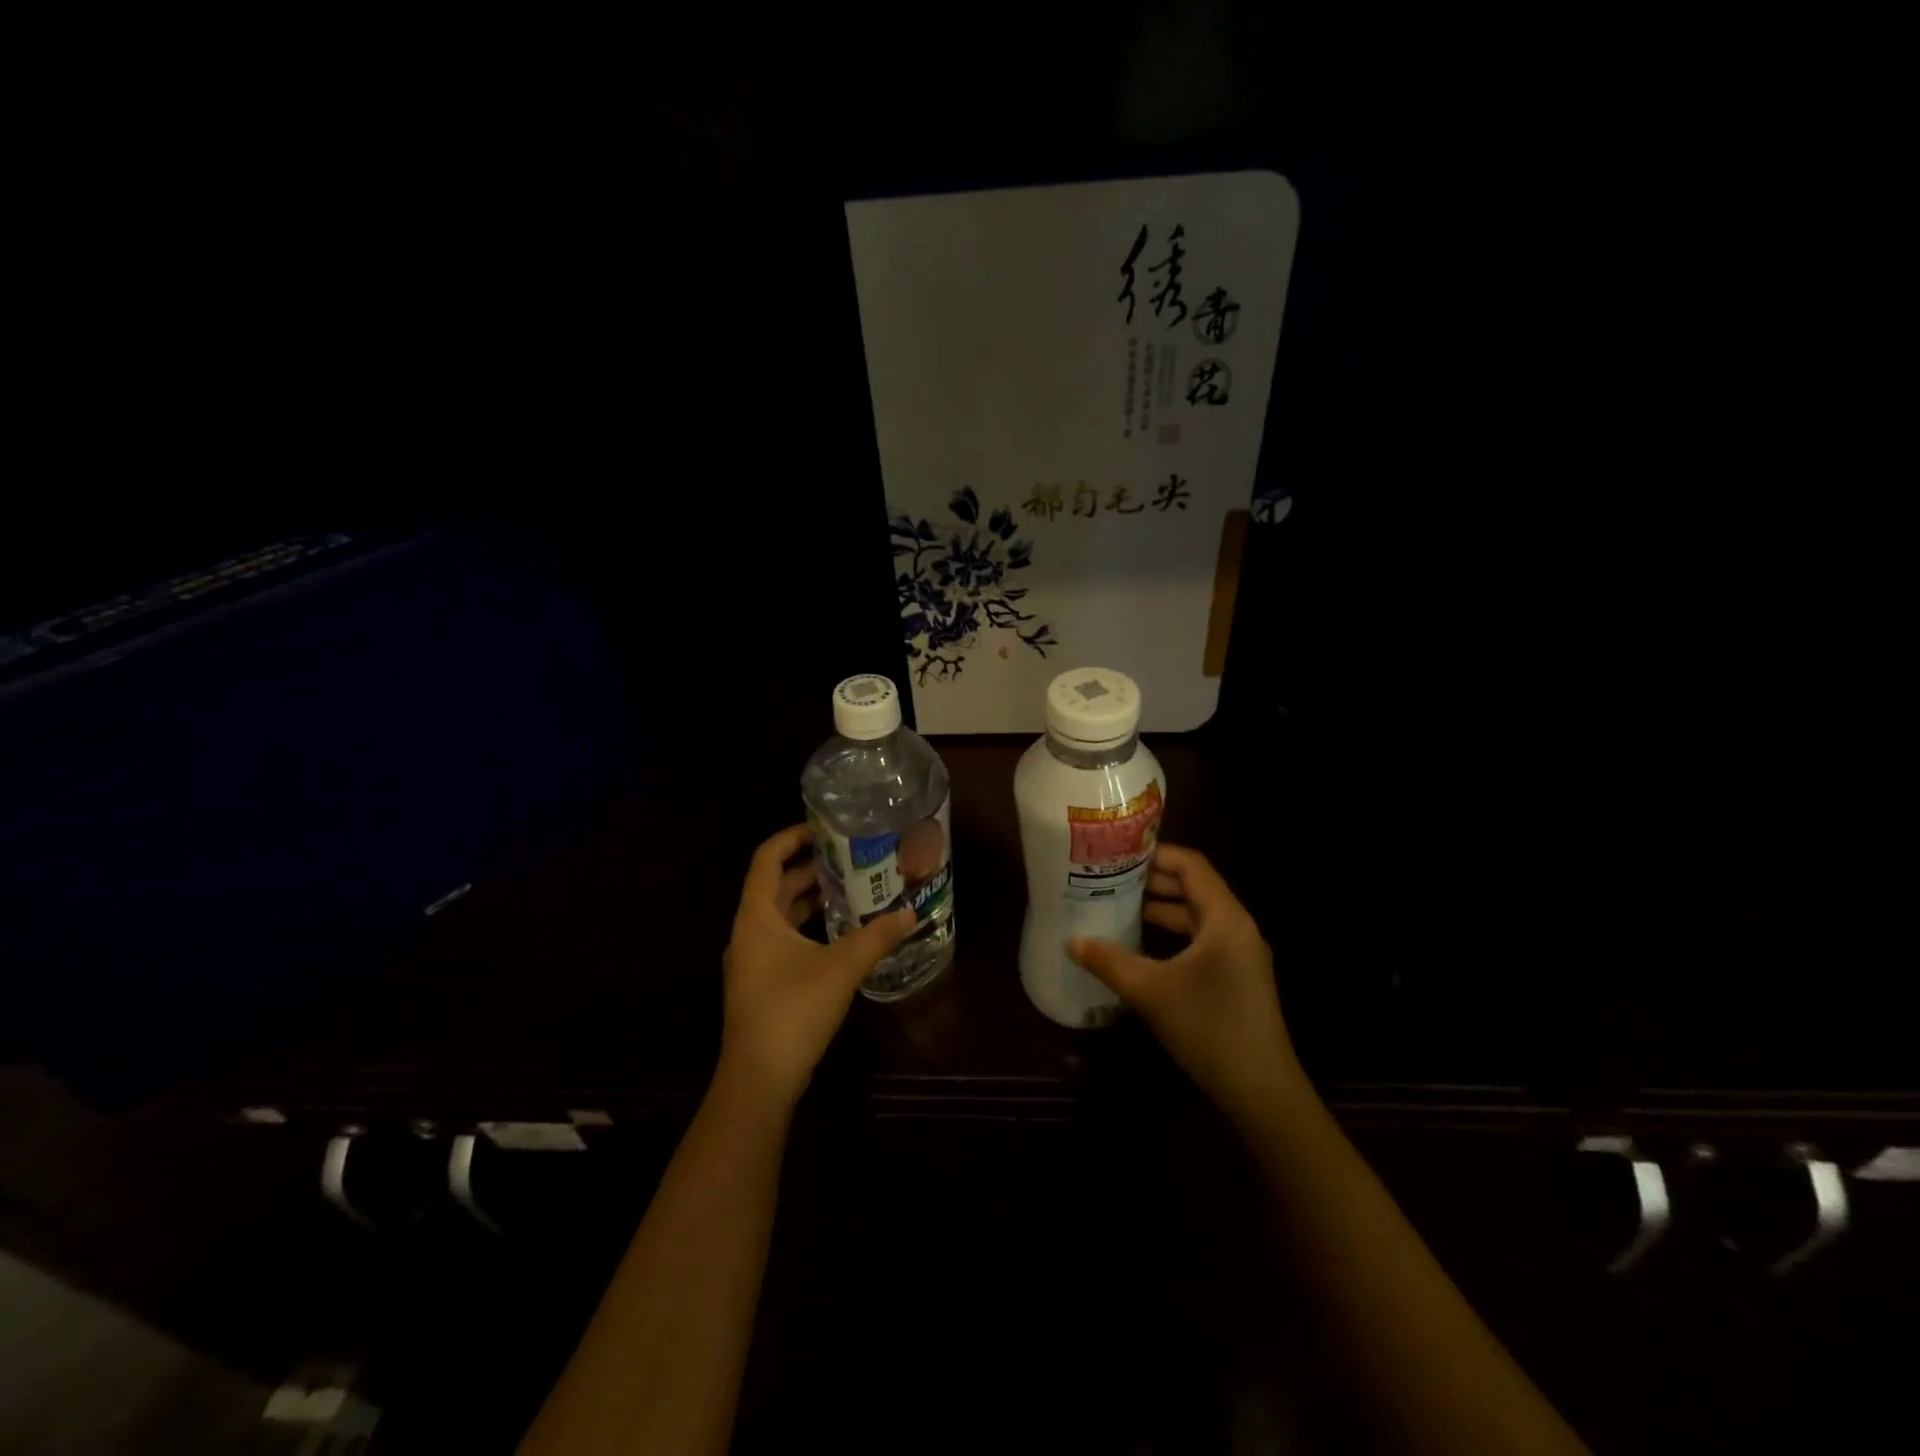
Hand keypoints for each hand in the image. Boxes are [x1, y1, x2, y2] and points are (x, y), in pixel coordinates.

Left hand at [718, 824, 917, 1110]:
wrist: (759, 1079)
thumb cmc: (793, 1010)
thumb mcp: (841, 967)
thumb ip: (877, 937)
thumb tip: (911, 912)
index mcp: (756, 917)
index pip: (767, 858)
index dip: (792, 836)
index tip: (825, 828)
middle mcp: (749, 932)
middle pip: (775, 884)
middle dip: (810, 867)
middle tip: (849, 855)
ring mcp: (752, 959)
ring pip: (780, 914)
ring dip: (810, 898)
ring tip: (850, 886)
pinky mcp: (762, 982)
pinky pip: (784, 938)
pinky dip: (808, 926)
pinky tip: (840, 931)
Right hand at [1068, 843, 1303, 1124]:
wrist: (1261, 1090)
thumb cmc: (1208, 1027)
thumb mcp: (1150, 991)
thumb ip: (1108, 961)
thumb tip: (1071, 941)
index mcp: (1225, 918)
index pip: (1191, 865)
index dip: (1155, 853)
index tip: (1118, 852)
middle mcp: (1237, 927)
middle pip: (1194, 886)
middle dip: (1153, 880)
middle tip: (1109, 876)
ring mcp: (1240, 953)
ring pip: (1196, 915)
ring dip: (1161, 908)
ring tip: (1118, 905)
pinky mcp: (1237, 976)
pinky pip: (1201, 939)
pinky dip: (1171, 933)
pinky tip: (1141, 945)